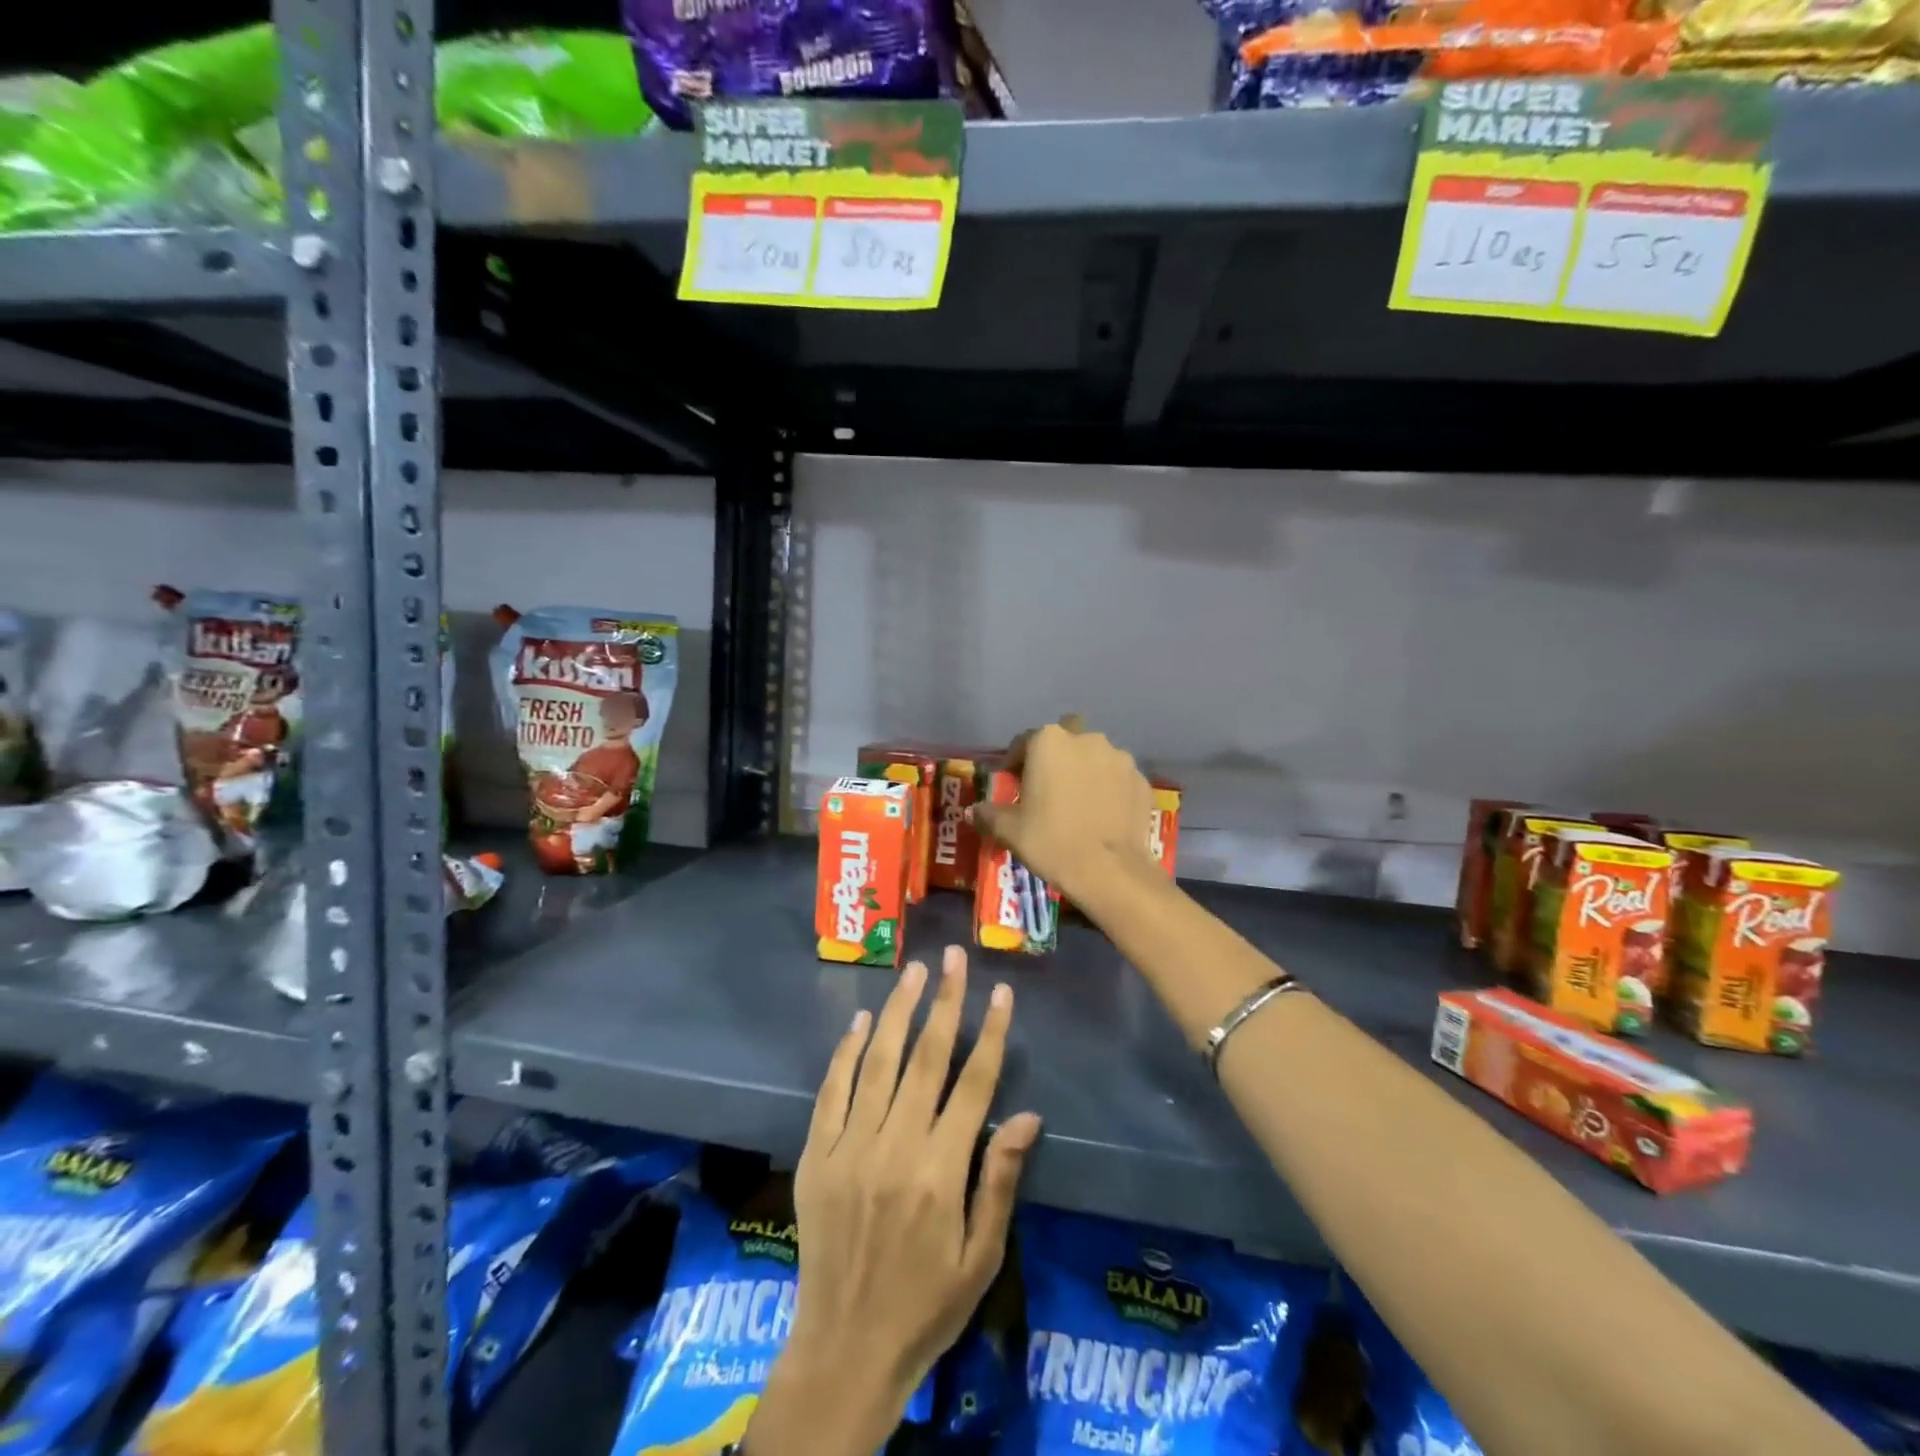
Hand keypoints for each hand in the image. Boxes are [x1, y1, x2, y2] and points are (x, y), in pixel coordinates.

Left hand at [749, 948, 1041, 1455]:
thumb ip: (1000, 1180)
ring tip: (913, 972)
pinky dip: (845, 1053)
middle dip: (944, 1002)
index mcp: (941, 1172)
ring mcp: (851, 1147)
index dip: (990, 1033)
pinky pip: (832, 1092)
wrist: (846, 1349)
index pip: (973, 1084)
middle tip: (953, 957)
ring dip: (897, 1012)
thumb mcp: (980, 1257)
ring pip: (877, 1062)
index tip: (1001, 991)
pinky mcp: (818, 1155)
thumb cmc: (927, 1304)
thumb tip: (1027, 1115)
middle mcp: (895, 1147)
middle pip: (926, 1059)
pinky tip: (859, 1020)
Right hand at [969, 717, 1156, 904]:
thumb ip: (989, 814)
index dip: (1015, 762)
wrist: (1110, 871)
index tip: (1012, 783)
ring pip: (1096, 755)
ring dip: (1086, 769)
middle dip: (1057, 753)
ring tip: (1079, 800)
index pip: (1024, 741)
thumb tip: (974, 812)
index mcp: (1049, 742)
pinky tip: (1102, 813)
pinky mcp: (1141, 780)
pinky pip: (1118, 777)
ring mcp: (1119, 758)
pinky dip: (1109, 788)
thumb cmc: (1051, 841)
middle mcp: (1086, 739)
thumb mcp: (1010, 830)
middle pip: (1066, 737)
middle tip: (1049, 784)